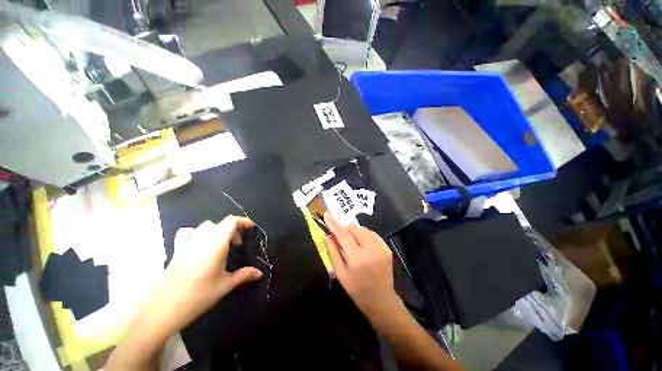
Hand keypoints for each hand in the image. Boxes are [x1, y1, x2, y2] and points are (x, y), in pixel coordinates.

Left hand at [106, 216, 262, 370]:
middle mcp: (201, 240)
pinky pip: (186, 233)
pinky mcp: (176, 251)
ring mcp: (187, 244)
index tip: (251, 228)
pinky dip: (196, 233)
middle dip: (233, 229)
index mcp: (216, 244)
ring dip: (216, 230)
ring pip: (204, 226)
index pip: (231, 222)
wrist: (164, 309)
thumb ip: (244, 275)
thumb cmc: (199, 296)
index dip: (243, 221)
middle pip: (220, 223)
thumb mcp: (225, 285)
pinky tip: (199, 245)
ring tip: (220, 243)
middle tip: (237, 244)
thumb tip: (260, 273)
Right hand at [323, 212, 396, 318]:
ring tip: (354, 245)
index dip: (333, 224)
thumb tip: (327, 235)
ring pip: (363, 229)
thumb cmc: (356, 289)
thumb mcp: (340, 273)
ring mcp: (380, 248)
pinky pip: (372, 233)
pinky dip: (365, 236)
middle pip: (353, 228)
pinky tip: (364, 246)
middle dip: (345, 230)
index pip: (342, 235)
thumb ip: (333, 252)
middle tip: (342, 240)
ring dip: (355, 233)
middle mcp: (370, 250)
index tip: (326, 215)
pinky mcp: (386, 248)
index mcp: (356, 258)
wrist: (381, 300)